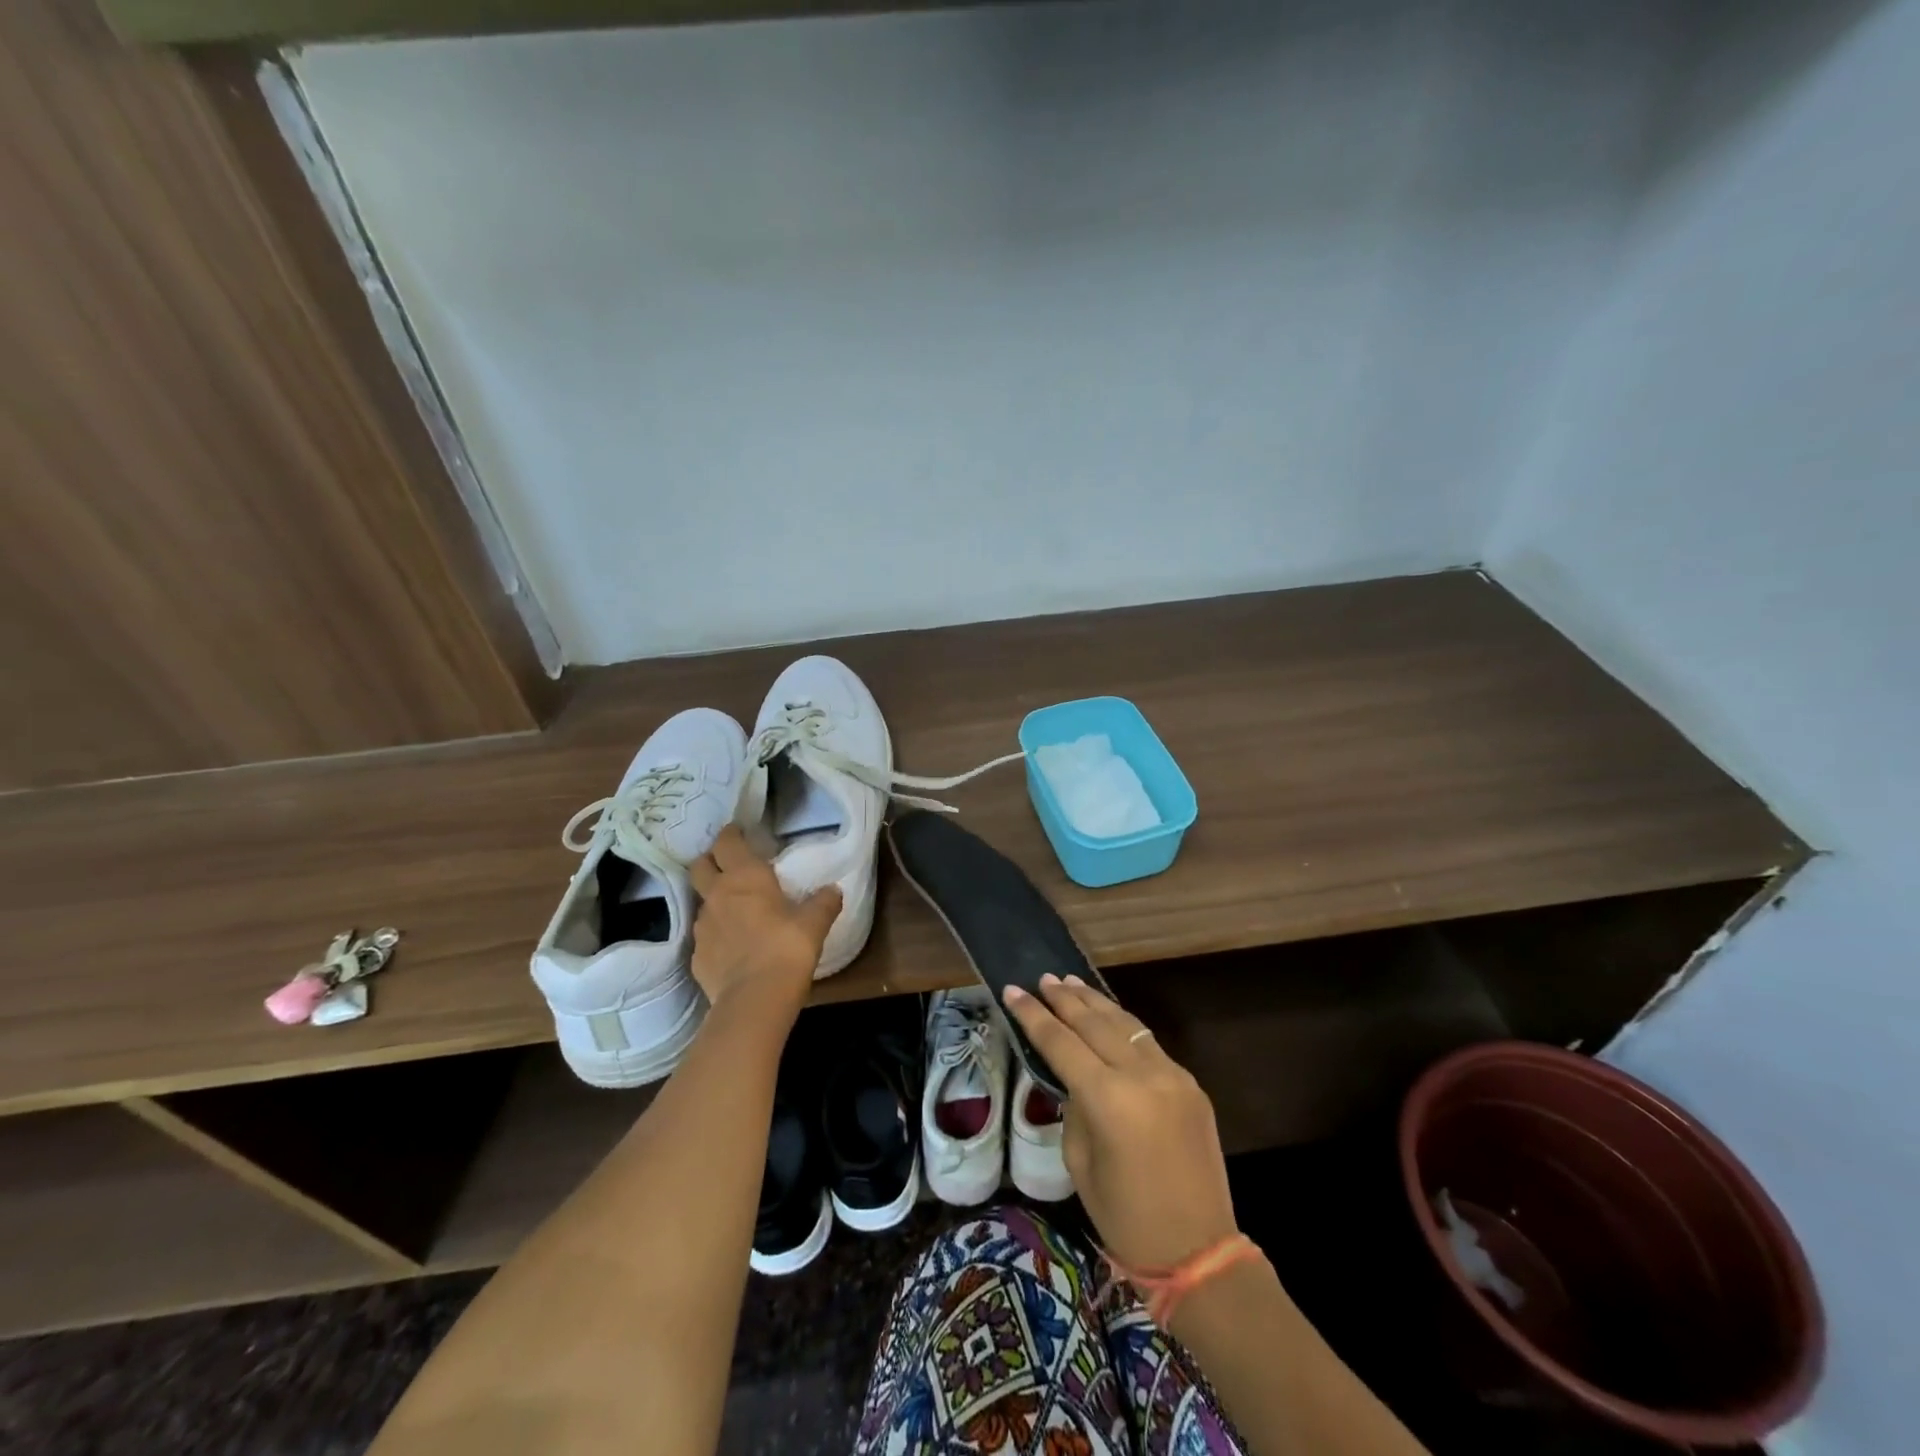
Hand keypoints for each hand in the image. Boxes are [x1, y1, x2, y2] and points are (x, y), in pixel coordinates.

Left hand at [687, 826, 840, 1023]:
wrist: (754, 999)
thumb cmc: (787, 948)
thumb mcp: (814, 923)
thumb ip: (823, 902)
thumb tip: (833, 890)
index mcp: (745, 877)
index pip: (727, 842)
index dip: (731, 834)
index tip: (738, 831)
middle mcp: (717, 895)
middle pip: (700, 866)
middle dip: (711, 861)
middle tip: (728, 865)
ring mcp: (702, 926)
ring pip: (702, 902)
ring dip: (715, 900)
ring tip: (735, 910)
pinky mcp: (697, 956)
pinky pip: (706, 936)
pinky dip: (717, 935)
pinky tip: (733, 947)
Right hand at [1004, 975, 1237, 1272]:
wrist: (1199, 1252)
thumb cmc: (1125, 1217)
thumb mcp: (1080, 1163)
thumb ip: (1075, 1107)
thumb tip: (1074, 1076)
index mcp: (1109, 1099)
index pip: (1061, 1042)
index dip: (1033, 1015)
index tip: (1012, 990)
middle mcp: (1142, 1075)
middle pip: (1094, 1022)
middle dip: (1064, 998)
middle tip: (1042, 979)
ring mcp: (1172, 1075)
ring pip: (1126, 1023)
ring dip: (1095, 1002)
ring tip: (1071, 983)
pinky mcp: (1189, 1083)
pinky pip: (1148, 1044)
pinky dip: (1122, 1025)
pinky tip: (1108, 1017)